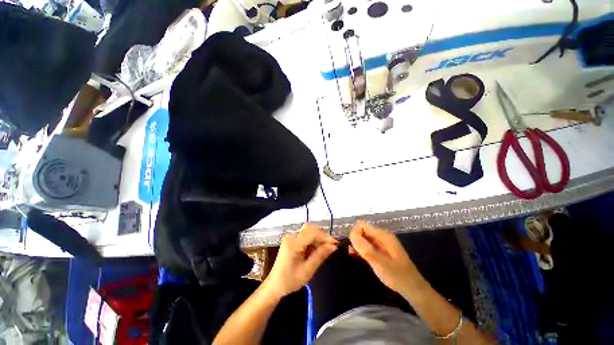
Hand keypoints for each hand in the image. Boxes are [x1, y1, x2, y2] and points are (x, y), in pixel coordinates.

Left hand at [264, 223, 336, 298]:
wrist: (275, 285)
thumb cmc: (290, 281)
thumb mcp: (307, 270)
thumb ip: (320, 256)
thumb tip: (333, 246)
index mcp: (293, 244)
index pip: (312, 233)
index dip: (325, 236)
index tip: (335, 244)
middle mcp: (291, 237)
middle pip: (310, 229)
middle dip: (322, 236)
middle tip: (330, 246)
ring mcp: (291, 237)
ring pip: (308, 231)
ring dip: (317, 238)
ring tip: (324, 250)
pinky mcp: (291, 240)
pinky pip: (305, 235)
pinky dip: (312, 241)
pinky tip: (315, 250)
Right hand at [349, 220, 425, 294]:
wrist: (412, 288)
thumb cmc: (398, 276)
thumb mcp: (381, 264)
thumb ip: (366, 250)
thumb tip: (352, 235)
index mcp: (383, 236)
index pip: (362, 225)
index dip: (355, 233)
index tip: (352, 245)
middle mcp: (381, 236)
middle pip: (362, 230)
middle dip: (354, 239)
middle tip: (351, 252)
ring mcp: (380, 243)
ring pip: (363, 238)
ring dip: (356, 244)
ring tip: (352, 254)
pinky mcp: (378, 250)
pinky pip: (366, 245)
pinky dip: (360, 248)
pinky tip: (356, 255)